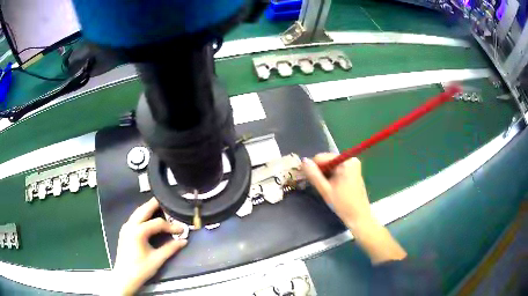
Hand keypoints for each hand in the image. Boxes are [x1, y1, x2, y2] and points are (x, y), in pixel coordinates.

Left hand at [113, 198, 186, 294]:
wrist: (124, 277)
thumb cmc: (141, 269)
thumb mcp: (157, 259)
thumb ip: (171, 248)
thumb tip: (184, 241)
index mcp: (138, 231)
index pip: (158, 223)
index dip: (171, 226)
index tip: (182, 230)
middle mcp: (130, 225)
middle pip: (144, 209)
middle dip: (157, 206)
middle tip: (169, 204)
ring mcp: (125, 227)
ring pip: (138, 212)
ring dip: (149, 209)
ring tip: (162, 210)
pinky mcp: (124, 231)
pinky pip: (134, 218)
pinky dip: (143, 215)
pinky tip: (150, 220)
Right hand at [301, 153, 370, 227]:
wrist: (358, 216)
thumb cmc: (343, 204)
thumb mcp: (325, 189)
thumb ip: (313, 175)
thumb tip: (303, 161)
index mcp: (346, 161)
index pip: (322, 157)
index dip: (314, 168)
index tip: (311, 180)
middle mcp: (351, 160)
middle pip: (327, 161)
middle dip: (321, 172)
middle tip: (320, 186)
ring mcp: (353, 166)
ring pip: (331, 166)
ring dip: (325, 176)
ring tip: (326, 188)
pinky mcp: (353, 172)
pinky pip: (337, 170)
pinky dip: (331, 177)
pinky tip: (331, 187)